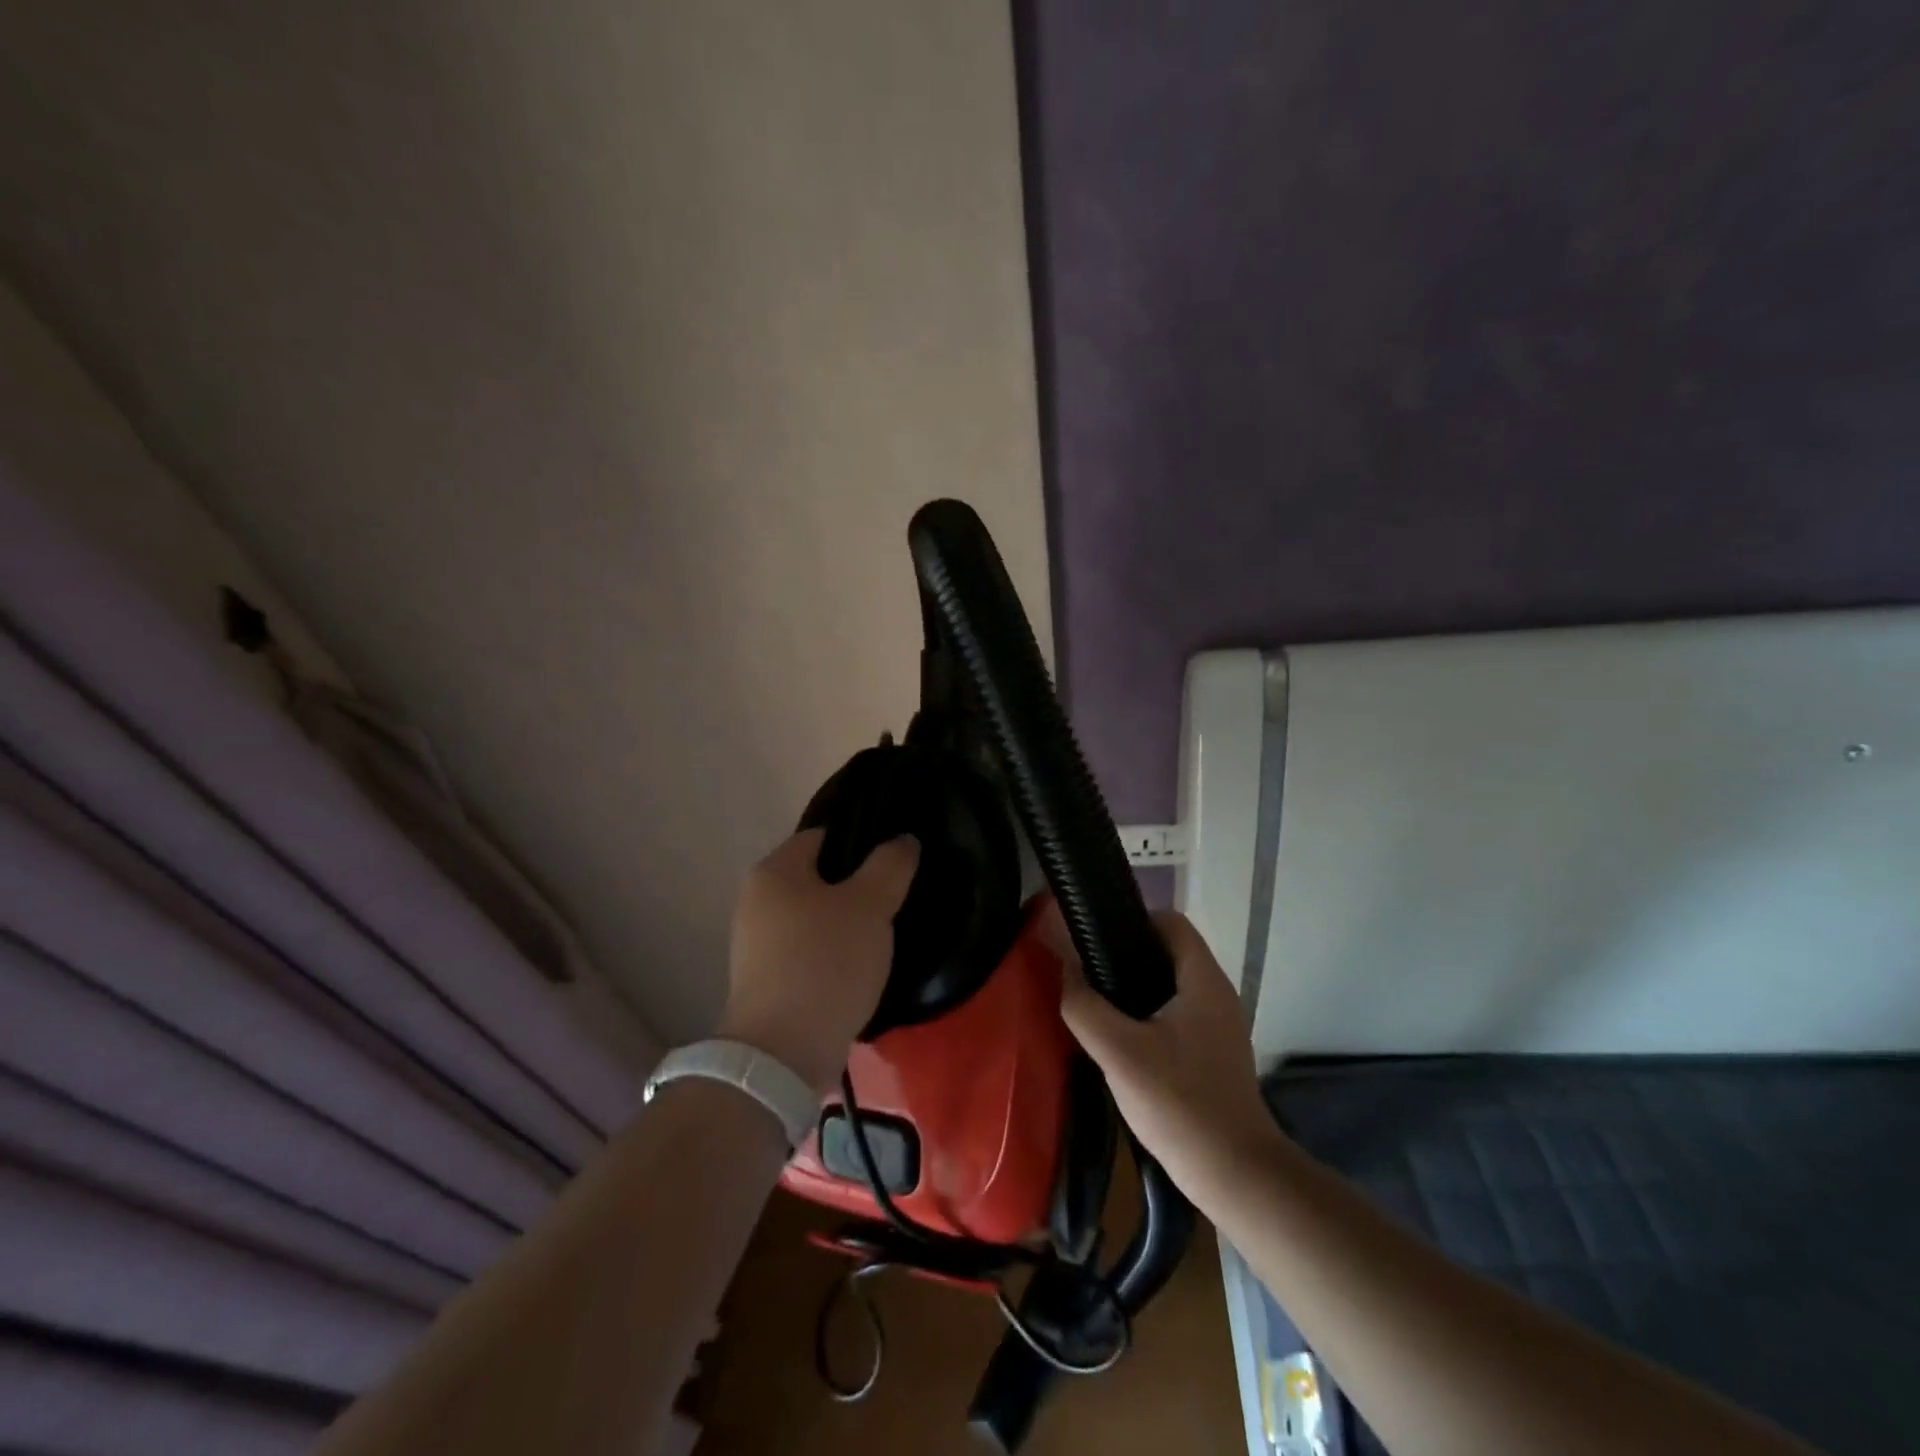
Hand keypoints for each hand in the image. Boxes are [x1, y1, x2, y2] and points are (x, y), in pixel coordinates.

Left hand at [717, 829, 918, 1093]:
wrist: (782, 1056)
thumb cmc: (825, 964)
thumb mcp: (870, 906)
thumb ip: (890, 866)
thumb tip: (903, 840)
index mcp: (774, 871)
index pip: (822, 836)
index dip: (861, 843)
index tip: (894, 863)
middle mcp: (756, 901)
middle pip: (818, 879)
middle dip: (857, 888)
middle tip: (895, 902)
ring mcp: (756, 945)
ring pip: (814, 919)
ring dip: (846, 925)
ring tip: (883, 939)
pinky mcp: (764, 982)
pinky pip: (807, 953)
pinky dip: (832, 956)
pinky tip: (859, 971)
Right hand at [1040, 905, 1276, 1187]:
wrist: (1236, 1175)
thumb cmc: (1180, 1104)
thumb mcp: (1119, 1053)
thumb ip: (1085, 1006)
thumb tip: (1066, 971)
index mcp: (1203, 980)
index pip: (1171, 922)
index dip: (1132, 921)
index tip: (1095, 940)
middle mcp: (1217, 994)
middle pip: (1168, 953)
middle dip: (1126, 957)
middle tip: (1088, 975)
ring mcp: (1220, 1026)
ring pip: (1171, 987)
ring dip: (1135, 990)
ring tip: (1097, 1006)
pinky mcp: (1214, 1054)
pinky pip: (1177, 1016)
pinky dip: (1148, 1017)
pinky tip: (1121, 1044)